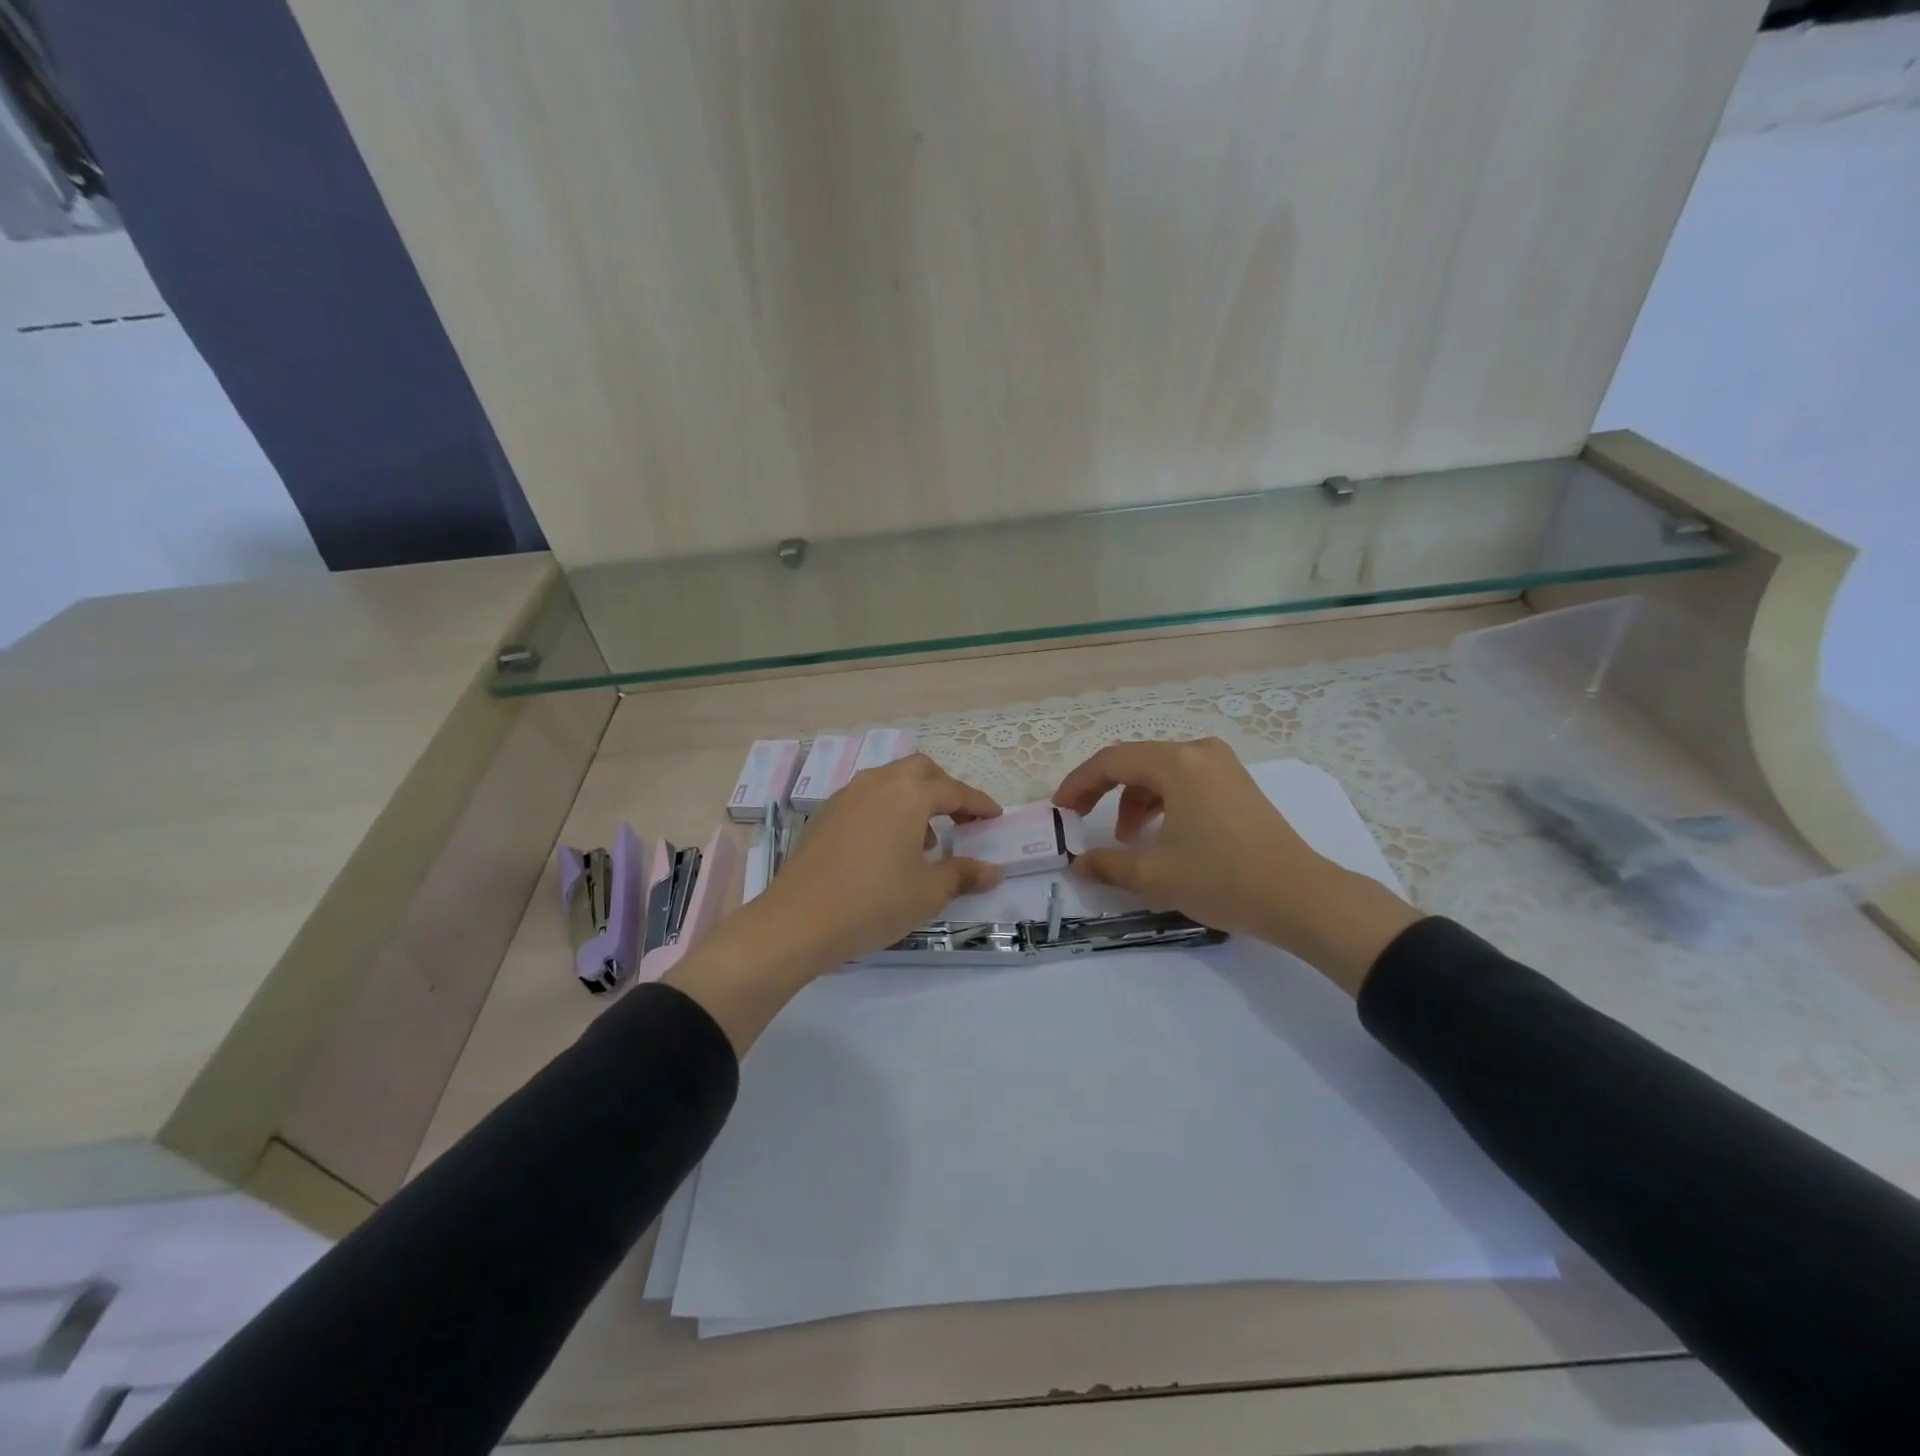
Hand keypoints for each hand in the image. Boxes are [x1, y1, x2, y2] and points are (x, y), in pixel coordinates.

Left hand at [758, 753, 1003, 971]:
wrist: (798, 921)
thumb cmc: (873, 903)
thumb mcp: (927, 893)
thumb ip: (963, 875)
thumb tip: (992, 871)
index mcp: (908, 795)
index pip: (954, 790)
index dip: (979, 804)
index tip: (995, 817)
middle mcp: (877, 783)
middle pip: (920, 770)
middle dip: (945, 789)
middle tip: (961, 818)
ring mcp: (846, 795)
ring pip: (890, 780)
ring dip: (914, 798)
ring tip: (924, 839)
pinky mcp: (825, 813)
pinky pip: (867, 797)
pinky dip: (887, 808)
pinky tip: (886, 846)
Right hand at [1052, 739, 1417, 993]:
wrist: (1302, 898)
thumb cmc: (1222, 879)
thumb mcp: (1154, 875)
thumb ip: (1107, 864)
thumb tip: (1078, 864)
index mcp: (1177, 763)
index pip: (1111, 761)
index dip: (1078, 784)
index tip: (1059, 810)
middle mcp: (1199, 752)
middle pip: (1135, 762)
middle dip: (1103, 790)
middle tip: (1081, 819)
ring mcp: (1223, 766)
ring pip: (1160, 773)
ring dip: (1133, 801)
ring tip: (1127, 840)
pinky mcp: (1238, 785)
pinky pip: (1185, 782)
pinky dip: (1162, 803)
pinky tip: (1159, 835)